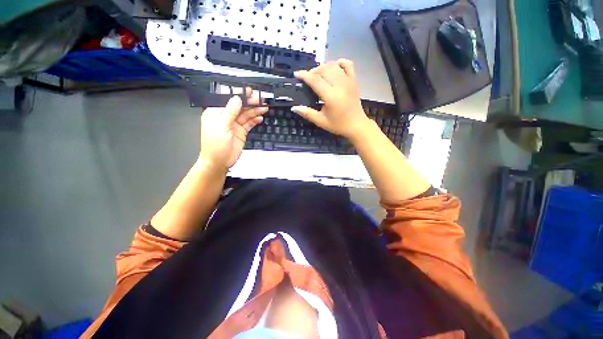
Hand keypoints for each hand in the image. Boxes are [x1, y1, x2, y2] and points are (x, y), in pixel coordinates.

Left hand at [199, 89, 266, 170]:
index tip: (248, 91)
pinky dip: (254, 120)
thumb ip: (230, 112)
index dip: (238, 93)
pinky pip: (249, 123)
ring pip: (246, 114)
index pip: (227, 99)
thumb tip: (236, 98)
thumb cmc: (214, 145)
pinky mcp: (241, 131)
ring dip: (255, 110)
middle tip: (260, 99)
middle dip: (250, 102)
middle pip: (239, 106)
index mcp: (216, 112)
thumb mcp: (221, 126)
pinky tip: (260, 118)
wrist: (220, 162)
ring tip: (264, 108)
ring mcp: (234, 124)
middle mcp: (226, 117)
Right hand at [292, 59, 370, 139]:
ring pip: (334, 66)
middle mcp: (340, 85)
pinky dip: (340, 63)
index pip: (315, 80)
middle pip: (324, 70)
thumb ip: (307, 113)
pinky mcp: (354, 81)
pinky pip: (348, 65)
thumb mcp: (321, 121)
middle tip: (307, 79)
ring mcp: (348, 81)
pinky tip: (334, 67)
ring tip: (318, 75)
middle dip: (313, 71)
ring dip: (323, 67)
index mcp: (331, 96)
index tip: (297, 74)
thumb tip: (294, 108)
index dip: (304, 75)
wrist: (356, 125)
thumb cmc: (338, 125)